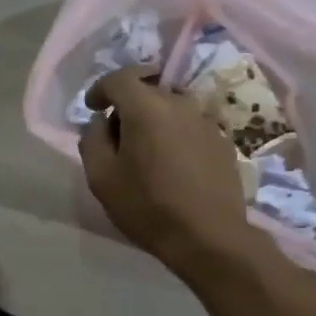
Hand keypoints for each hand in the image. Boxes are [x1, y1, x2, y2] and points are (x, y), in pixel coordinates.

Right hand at [78, 67, 258, 276]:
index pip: (120, 78)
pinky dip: (175, 137)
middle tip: (116, 138)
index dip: (101, 89)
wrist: (209, 237)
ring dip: (153, 122)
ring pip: (171, 110)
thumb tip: (100, 123)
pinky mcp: (223, 142)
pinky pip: (190, 128)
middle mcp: (180, 104)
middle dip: (127, 107)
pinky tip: (172, 167)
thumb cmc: (147, 206)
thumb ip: (92, 140)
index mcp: (147, 108)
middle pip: (147, 91)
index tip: (93, 108)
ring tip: (146, 154)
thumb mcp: (101, 177)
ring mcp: (206, 122)